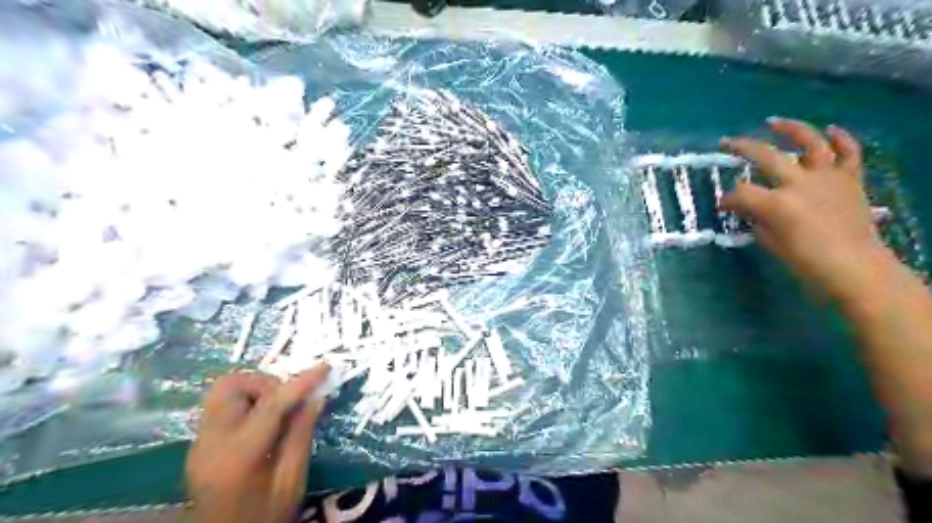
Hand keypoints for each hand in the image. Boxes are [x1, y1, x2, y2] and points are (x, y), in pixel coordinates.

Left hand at [183, 366, 328, 522]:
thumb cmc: (264, 516)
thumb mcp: (292, 482)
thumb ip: (301, 435)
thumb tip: (316, 397)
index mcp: (238, 455)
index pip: (271, 405)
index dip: (301, 382)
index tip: (325, 367)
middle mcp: (211, 441)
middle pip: (231, 385)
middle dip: (266, 382)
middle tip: (290, 398)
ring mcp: (199, 441)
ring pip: (223, 390)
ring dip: (255, 389)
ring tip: (278, 409)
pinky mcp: (199, 442)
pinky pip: (221, 405)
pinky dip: (246, 401)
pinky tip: (264, 421)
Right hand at [718, 116, 894, 300]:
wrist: (854, 266)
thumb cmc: (805, 260)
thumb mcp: (770, 241)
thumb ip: (756, 218)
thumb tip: (748, 207)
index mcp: (777, 203)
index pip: (741, 193)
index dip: (728, 199)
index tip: (722, 206)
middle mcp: (800, 182)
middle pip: (765, 156)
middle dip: (741, 148)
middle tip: (726, 143)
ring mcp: (827, 177)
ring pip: (810, 142)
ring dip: (790, 128)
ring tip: (774, 122)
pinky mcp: (850, 179)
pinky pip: (848, 152)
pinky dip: (841, 138)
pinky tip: (829, 130)